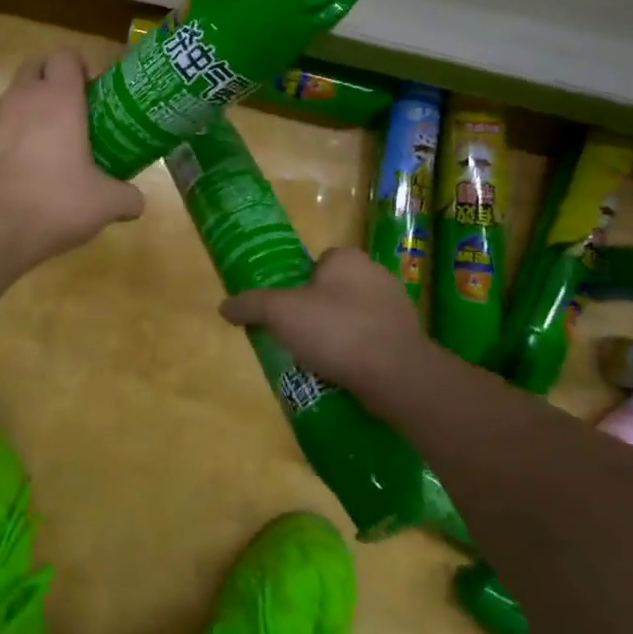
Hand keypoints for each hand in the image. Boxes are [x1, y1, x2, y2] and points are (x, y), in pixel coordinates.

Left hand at [0, 49, 144, 275]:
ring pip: (16, 93)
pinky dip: (15, 129)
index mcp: (58, 98)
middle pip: (37, 65)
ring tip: (54, 137)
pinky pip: (1, 121)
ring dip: (34, 103)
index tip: (97, 91)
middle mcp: (23, 97)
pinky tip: (28, 160)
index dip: (83, 66)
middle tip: (77, 107)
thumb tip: (138, 201)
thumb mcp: (105, 204)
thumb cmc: (54, 203)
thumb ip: (128, 197)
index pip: (66, 55)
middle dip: (55, 77)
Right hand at [219, 248, 447, 409]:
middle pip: (335, 290)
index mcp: (348, 258)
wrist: (397, 375)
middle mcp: (376, 274)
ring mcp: (397, 308)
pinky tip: (345, 374)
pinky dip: (359, 354)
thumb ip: (251, 305)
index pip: (318, 263)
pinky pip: (373, 341)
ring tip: (318, 361)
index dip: (299, 285)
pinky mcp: (409, 339)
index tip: (287, 311)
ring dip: (339, 335)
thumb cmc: (336, 330)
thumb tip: (224, 306)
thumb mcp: (281, 313)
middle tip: (298, 338)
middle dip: (318, 311)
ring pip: (355, 317)